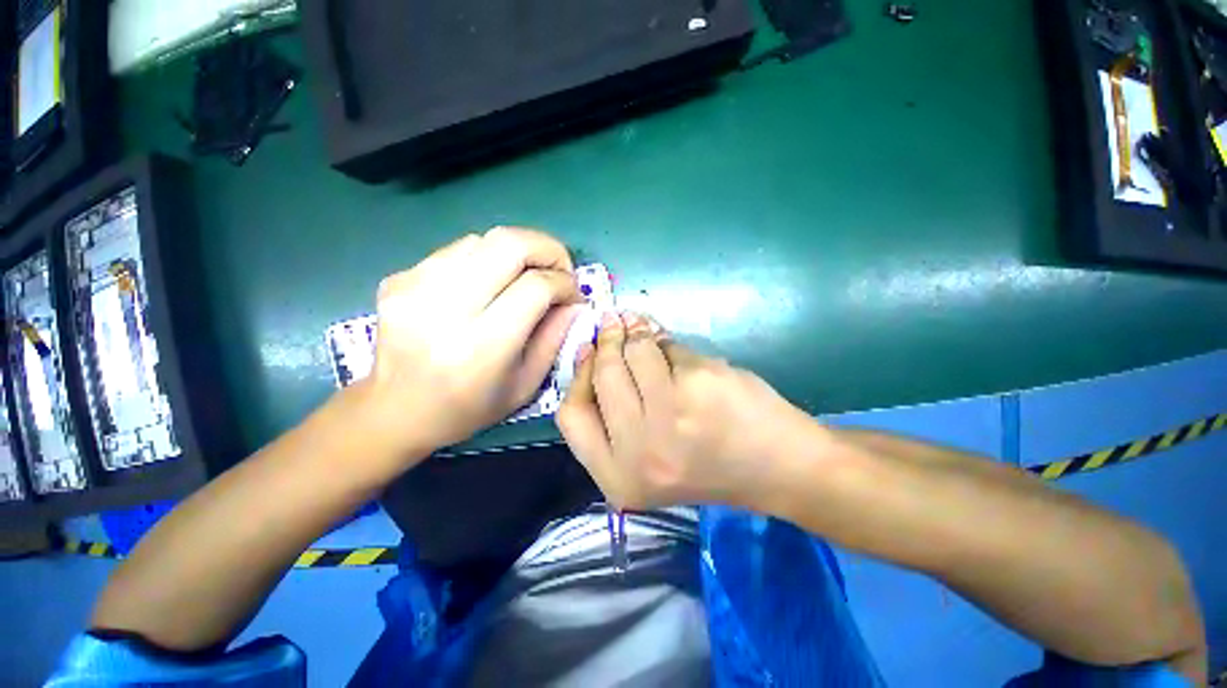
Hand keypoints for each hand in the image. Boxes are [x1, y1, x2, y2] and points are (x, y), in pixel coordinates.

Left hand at [366, 227, 581, 456]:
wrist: (395, 410)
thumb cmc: (469, 407)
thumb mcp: (526, 384)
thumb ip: (555, 337)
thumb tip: (574, 300)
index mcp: (482, 346)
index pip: (535, 287)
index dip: (564, 282)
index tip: (573, 293)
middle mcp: (445, 309)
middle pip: (508, 244)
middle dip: (548, 249)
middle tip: (560, 268)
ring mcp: (415, 287)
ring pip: (483, 240)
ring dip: (518, 252)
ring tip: (527, 275)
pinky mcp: (399, 278)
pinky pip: (457, 250)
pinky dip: (487, 258)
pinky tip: (491, 282)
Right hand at [557, 311, 801, 509]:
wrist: (776, 467)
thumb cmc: (705, 462)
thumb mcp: (645, 454)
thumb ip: (614, 411)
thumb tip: (591, 347)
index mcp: (618, 477)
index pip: (571, 415)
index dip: (579, 377)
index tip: (589, 350)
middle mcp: (637, 451)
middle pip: (602, 377)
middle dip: (607, 343)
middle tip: (613, 323)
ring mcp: (668, 416)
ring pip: (634, 352)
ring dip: (638, 334)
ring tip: (643, 329)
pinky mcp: (697, 384)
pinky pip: (668, 346)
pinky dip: (670, 342)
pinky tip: (678, 351)